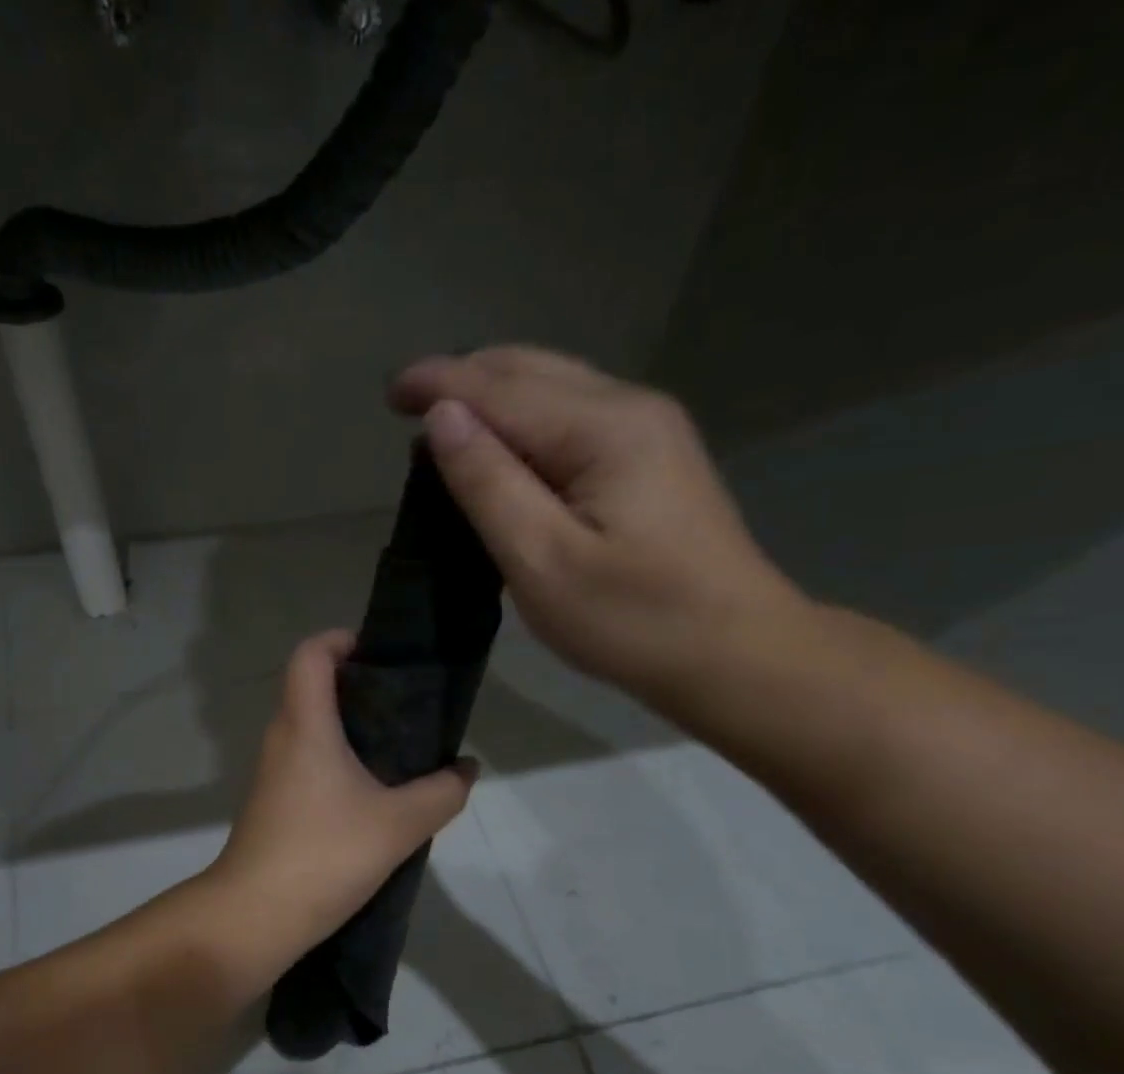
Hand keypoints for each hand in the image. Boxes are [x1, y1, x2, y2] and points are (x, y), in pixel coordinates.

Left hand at [204, 630, 475, 973]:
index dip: (342, 640)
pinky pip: (306, 761)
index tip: (381, 655)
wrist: (256, 915)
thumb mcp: (399, 824)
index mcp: (305, 725)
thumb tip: (466, 769)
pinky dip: (337, 759)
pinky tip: (373, 792)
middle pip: (312, 688)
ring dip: (350, 727)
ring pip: (310, 728)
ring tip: (400, 747)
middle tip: (408, 704)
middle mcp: (281, 738)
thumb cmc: (325, 854)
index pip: (310, 654)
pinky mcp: (272, 803)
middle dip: (358, 686)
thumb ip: (442, 792)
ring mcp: (272, 773)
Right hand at [389, 346, 809, 711]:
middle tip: (407, 405)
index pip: (501, 388)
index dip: (440, 383)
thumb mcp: (543, 560)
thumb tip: (441, 417)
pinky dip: (523, 421)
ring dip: (493, 396)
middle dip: (464, 378)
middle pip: (530, 370)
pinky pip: (572, 417)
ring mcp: (648, 431)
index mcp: (602, 429)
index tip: (389, 392)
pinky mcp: (652, 460)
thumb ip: (488, 483)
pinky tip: (501, 448)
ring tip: (443, 425)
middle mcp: (629, 408)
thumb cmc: (632, 620)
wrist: (734, 653)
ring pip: (554, 388)